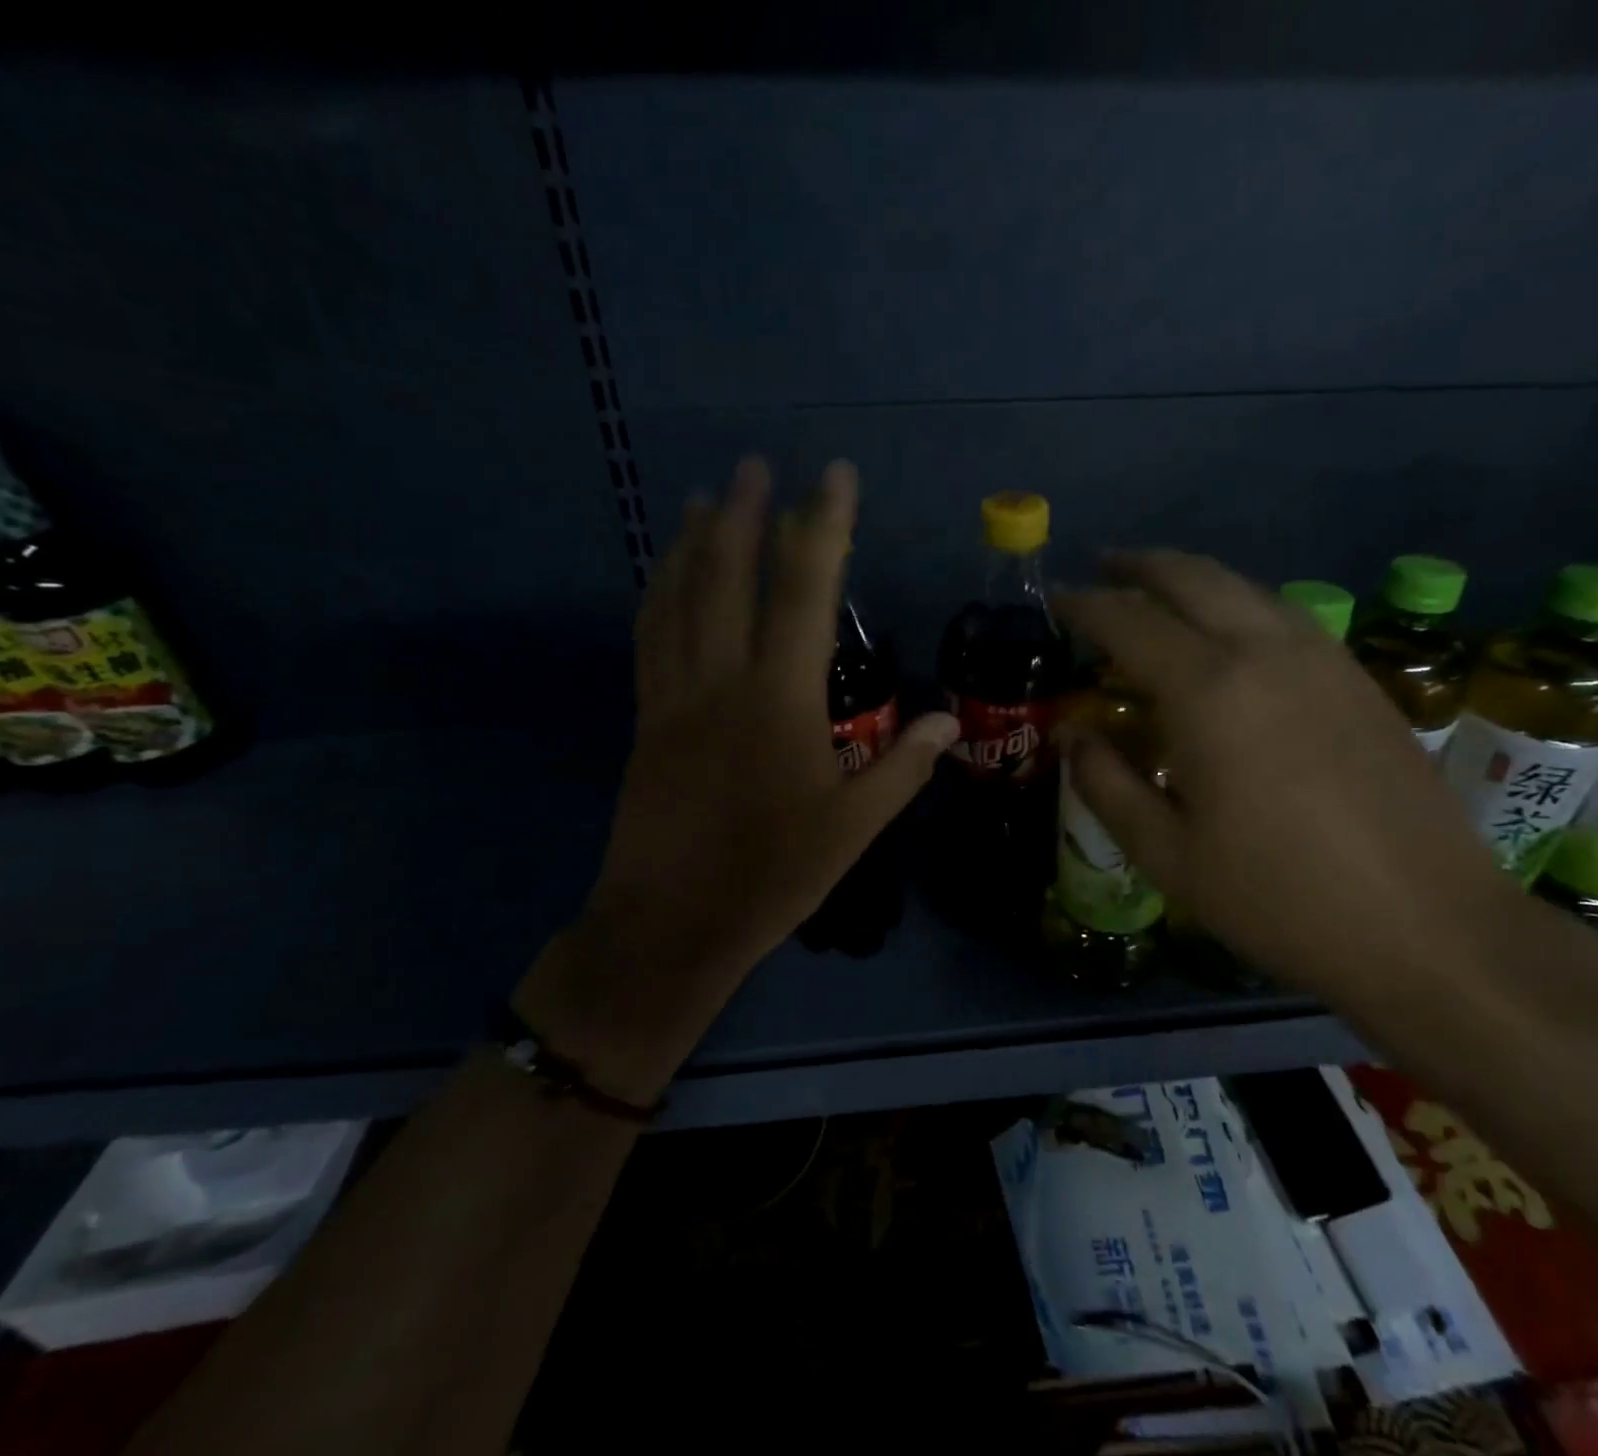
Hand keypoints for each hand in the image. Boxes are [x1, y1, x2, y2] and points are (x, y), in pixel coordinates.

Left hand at [515, 459, 959, 1102]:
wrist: (674, 922)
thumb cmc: (773, 875)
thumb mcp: (854, 828)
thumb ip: (903, 767)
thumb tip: (949, 718)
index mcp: (781, 700)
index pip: (806, 593)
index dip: (822, 527)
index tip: (832, 476)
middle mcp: (723, 680)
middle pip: (729, 578)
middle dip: (743, 513)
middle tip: (753, 464)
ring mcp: (676, 696)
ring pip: (679, 600)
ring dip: (692, 542)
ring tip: (702, 499)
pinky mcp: (648, 720)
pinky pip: (650, 639)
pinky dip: (658, 594)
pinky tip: (664, 575)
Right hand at [1055, 552, 1513, 1002]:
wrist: (1429, 928)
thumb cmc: (1278, 897)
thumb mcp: (1166, 853)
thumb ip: (1105, 783)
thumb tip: (1072, 735)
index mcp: (1208, 691)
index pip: (1129, 622)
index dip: (1085, 606)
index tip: (1057, 600)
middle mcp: (1265, 652)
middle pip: (1192, 578)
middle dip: (1140, 567)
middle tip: (1103, 567)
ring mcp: (1322, 659)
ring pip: (1245, 588)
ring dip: (1192, 578)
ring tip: (1158, 591)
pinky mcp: (1359, 678)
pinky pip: (1284, 613)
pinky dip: (1239, 603)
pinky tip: (1230, 632)